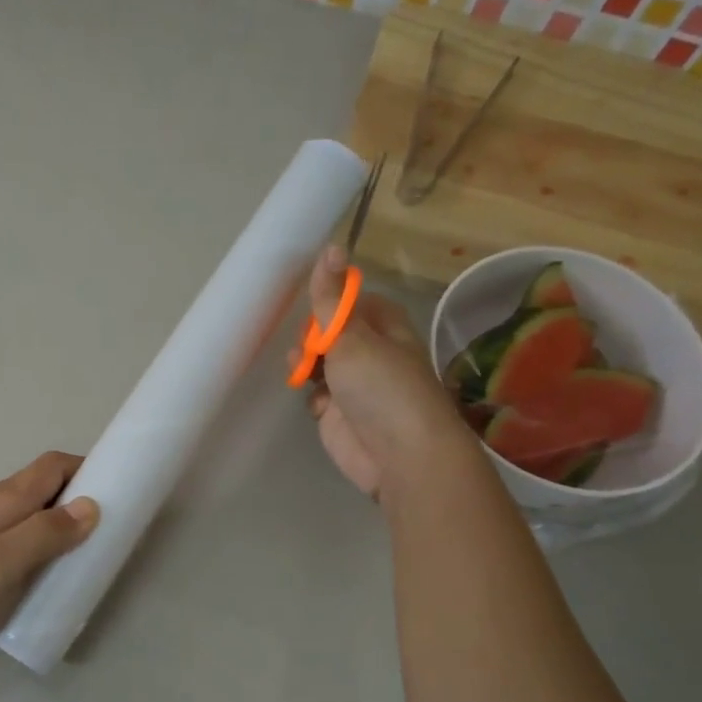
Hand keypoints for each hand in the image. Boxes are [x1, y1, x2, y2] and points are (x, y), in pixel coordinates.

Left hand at [0, 451, 98, 674]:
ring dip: (62, 522)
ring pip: (33, 512)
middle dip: (79, 497)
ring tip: (86, 553)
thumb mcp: (3, 563)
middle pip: (44, 486)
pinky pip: (20, 535)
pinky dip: (44, 542)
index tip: (118, 493)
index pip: (53, 466)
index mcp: (2, 500)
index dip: (87, 469)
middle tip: (108, 530)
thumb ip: (45, 533)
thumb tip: (91, 506)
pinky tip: (50, 572)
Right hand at [305, 246, 466, 501]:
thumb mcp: (352, 336)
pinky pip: (316, 395)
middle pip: (330, 331)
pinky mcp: (339, 414)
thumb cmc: (382, 387)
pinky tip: (313, 401)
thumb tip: (331, 245)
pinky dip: (311, 397)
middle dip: (311, 337)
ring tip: (301, 372)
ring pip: (318, 363)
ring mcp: (354, 385)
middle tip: (307, 348)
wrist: (401, 456)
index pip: (350, 300)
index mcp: (383, 325)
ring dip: (305, 364)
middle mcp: (371, 351)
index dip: (329, 302)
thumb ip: (331, 298)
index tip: (311, 309)